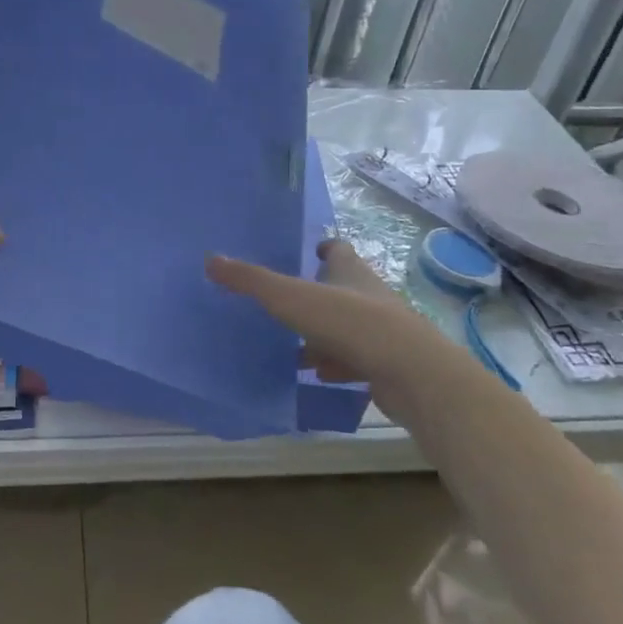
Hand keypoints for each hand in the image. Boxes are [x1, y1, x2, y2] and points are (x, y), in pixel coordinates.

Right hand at [206, 240, 441, 418]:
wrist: (411, 373)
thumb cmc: (351, 322)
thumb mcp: (291, 298)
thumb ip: (251, 281)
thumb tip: (210, 260)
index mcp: (350, 271)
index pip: (339, 250)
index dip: (326, 249)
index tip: (312, 251)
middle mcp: (369, 295)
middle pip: (342, 288)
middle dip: (318, 294)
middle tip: (287, 301)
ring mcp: (381, 331)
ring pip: (347, 327)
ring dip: (324, 333)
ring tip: (293, 344)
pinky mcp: (387, 364)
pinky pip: (355, 359)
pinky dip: (337, 364)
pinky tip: (319, 374)